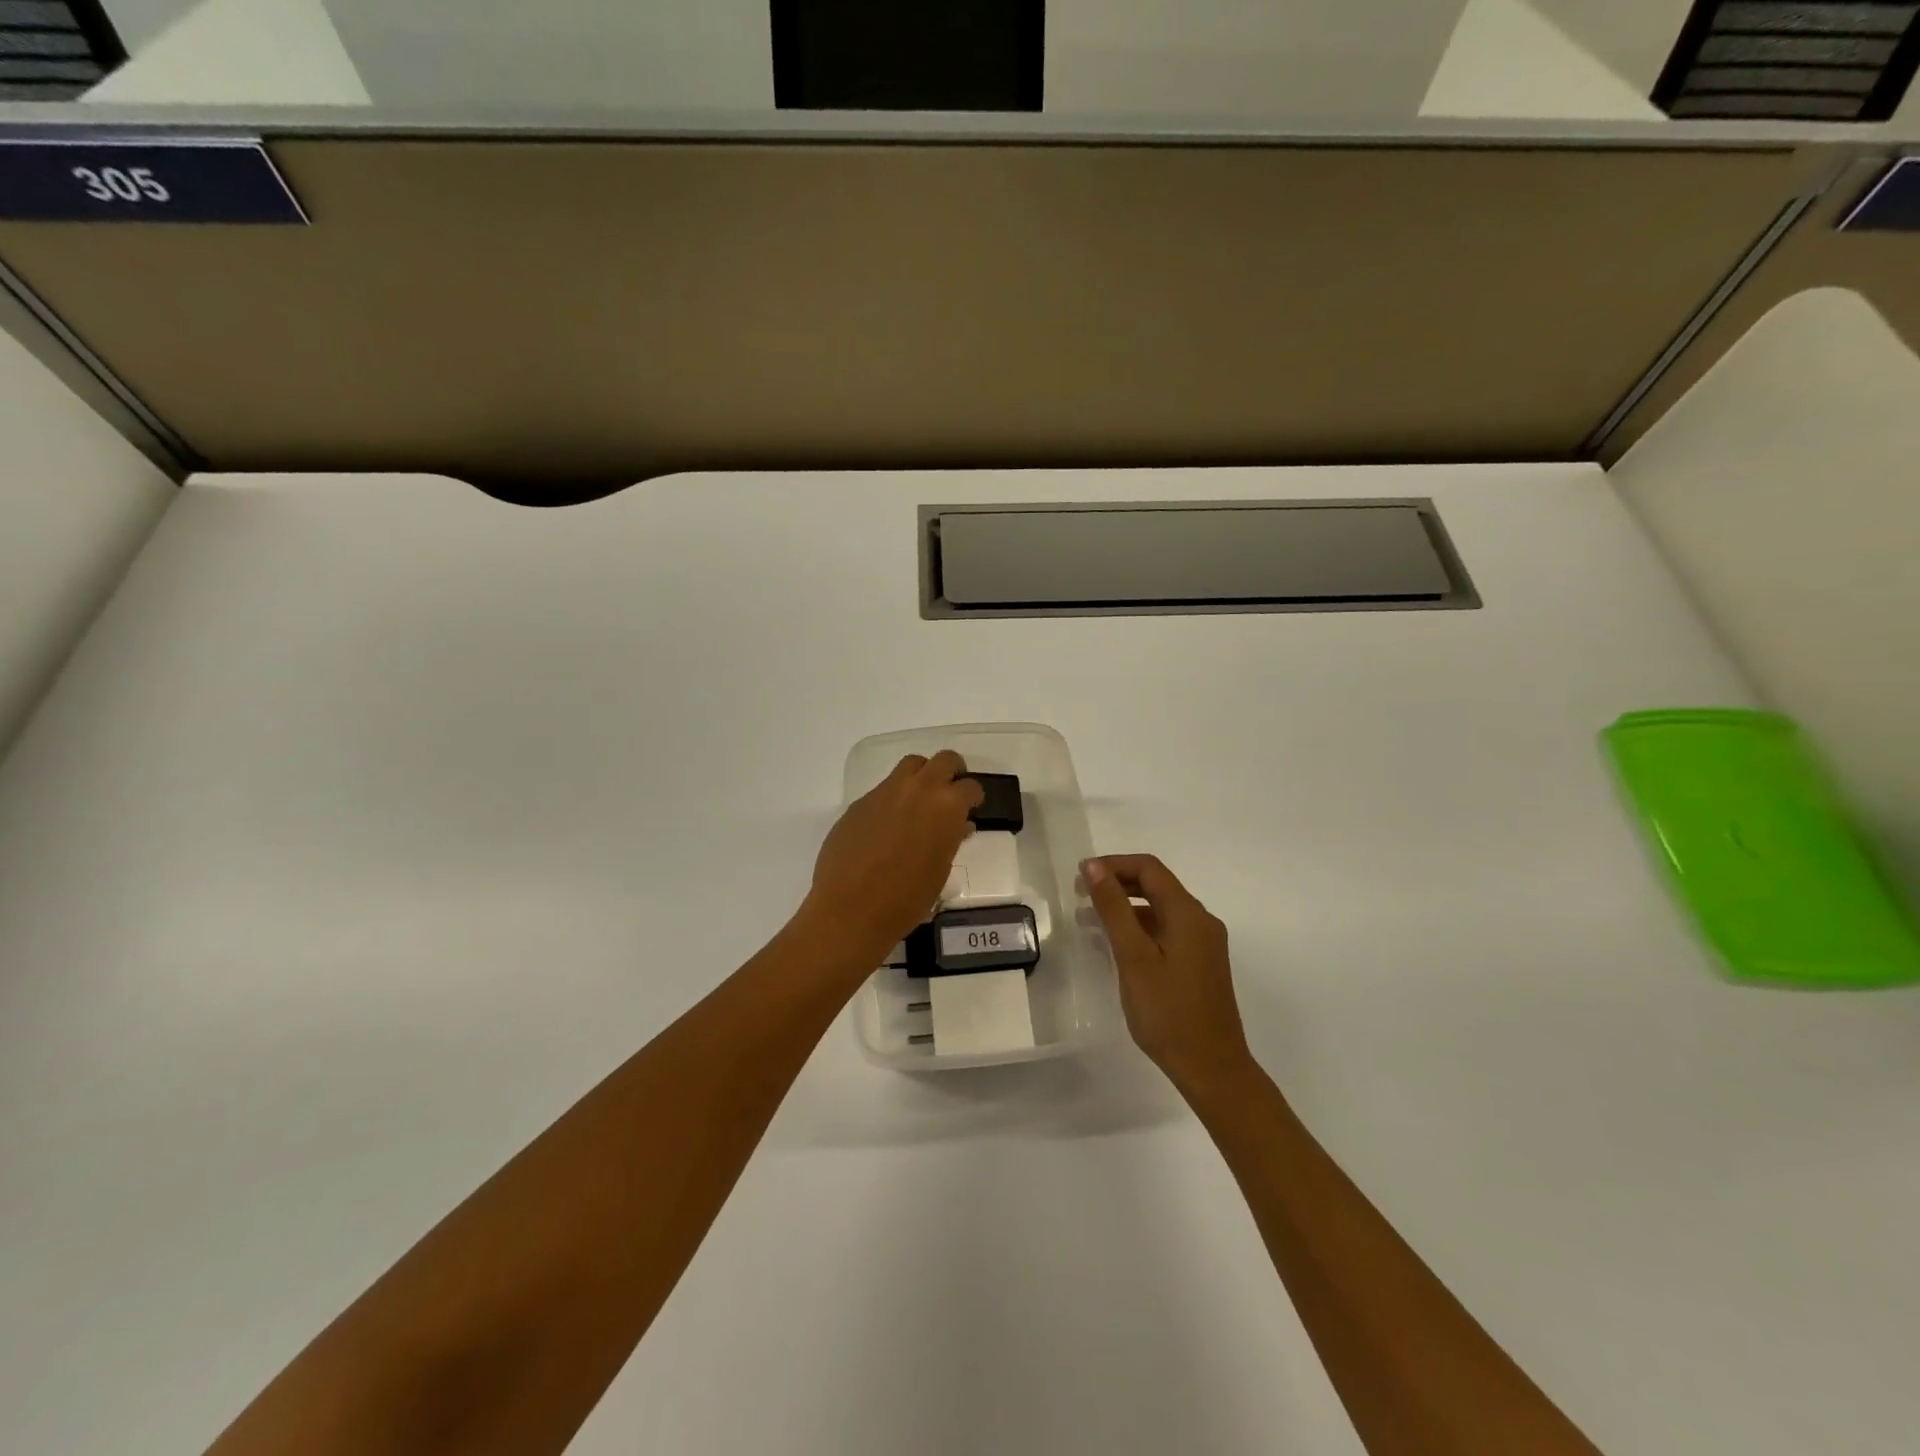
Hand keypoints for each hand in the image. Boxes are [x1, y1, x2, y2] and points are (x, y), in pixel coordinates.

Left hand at [803, 751, 984, 962]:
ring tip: (920, 802)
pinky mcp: (860, 802)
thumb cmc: (907, 899)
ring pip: (911, 765)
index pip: (970, 786)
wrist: (851, 908)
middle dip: (952, 773)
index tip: (972, 808)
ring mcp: (886, 792)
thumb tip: (957, 827)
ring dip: (921, 776)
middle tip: (951, 793)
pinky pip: (884, 789)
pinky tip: (888, 826)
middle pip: (944, 760)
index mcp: (947, 806)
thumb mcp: (940, 870)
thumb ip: (951, 839)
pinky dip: (894, 798)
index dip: (973, 797)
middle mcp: (919, 789)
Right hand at [1084, 855, 1255, 1094]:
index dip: (1113, 865)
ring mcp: (1203, 944)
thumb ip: (1114, 908)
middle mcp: (1201, 921)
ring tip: (1087, 922)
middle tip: (1079, 896)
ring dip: (1125, 908)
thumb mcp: (1133, 956)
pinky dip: (1138, 929)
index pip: (1149, 868)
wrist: (1212, 1069)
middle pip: (1156, 885)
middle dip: (1117, 884)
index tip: (1079, 877)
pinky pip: (1166, 931)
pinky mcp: (1200, 964)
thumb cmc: (1168, 1012)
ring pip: (1159, 910)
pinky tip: (1114, 947)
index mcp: (1188, 914)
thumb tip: (1093, 867)